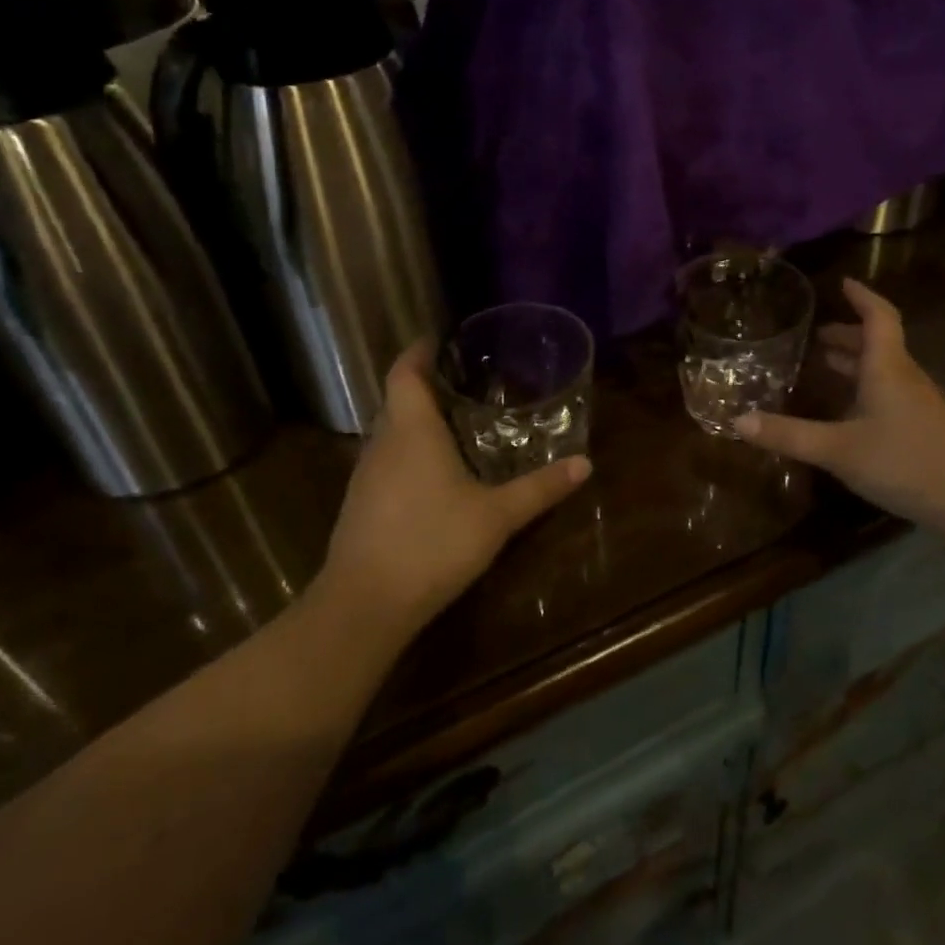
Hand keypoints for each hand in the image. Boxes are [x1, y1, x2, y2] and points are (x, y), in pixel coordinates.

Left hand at [313, 342, 591, 647]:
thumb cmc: (432, 543)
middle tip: (466, 380)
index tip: (440, 338)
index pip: (404, 372)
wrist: (364, 605)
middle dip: (425, 385)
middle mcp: (382, 443)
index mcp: (411, 430)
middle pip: (397, 399)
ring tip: (455, 421)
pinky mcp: (359, 505)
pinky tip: (434, 474)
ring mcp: (365, 475)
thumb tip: (585, 463)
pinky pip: (385, 461)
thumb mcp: (497, 516)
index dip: (418, 350)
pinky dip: (408, 453)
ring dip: (416, 421)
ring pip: (390, 432)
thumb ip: (540, 488)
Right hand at [736, 278, 944, 539]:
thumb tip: (737, 421)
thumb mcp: (837, 449)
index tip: (842, 283)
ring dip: (858, 362)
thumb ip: (788, 435)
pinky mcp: (924, 427)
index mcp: (887, 368)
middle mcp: (905, 377)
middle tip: (818, 336)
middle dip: (849, 334)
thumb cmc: (904, 462)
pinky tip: (850, 412)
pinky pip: (891, 391)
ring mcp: (919, 403)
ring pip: (885, 369)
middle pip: (879, 342)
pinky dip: (867, 387)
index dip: (861, 297)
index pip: (878, 317)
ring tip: (827, 365)